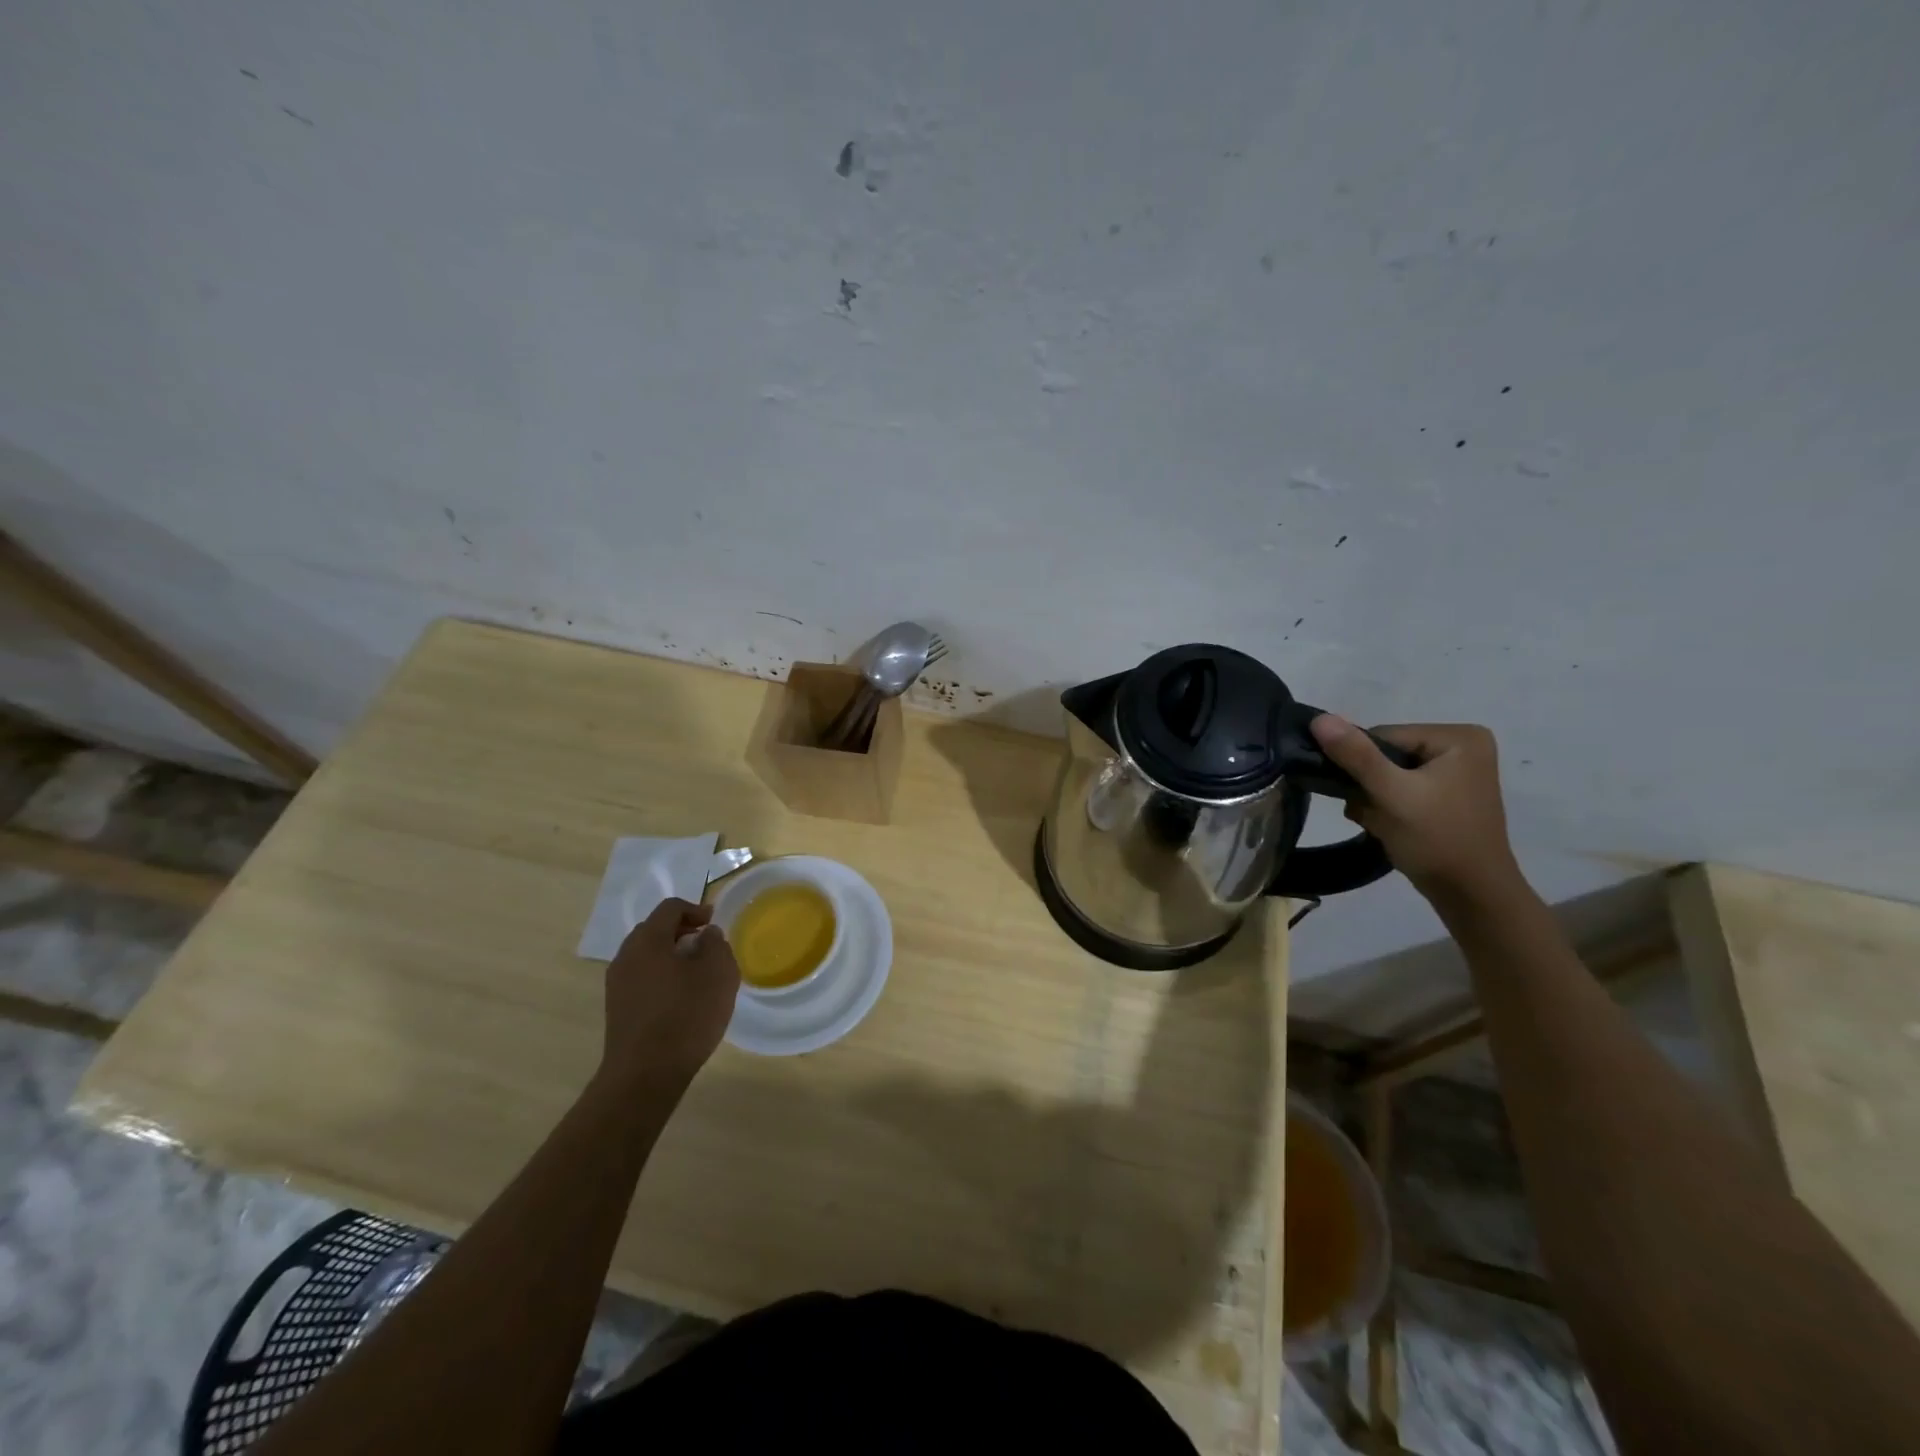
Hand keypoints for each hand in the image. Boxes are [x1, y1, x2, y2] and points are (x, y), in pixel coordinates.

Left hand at [599, 898, 739, 1090]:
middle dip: (682, 931)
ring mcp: (617, 984)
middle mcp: (626, 956)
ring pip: (647, 956)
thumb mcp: (718, 973)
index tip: (715, 923)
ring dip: (671, 956)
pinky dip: (662, 977)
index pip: (670, 908)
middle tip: (707, 945)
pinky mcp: (618, 1009)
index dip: (696, 909)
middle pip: (654, 930)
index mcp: (647, 940)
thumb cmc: (686, 1015)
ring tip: (697, 974)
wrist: (645, 1075)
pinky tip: (681, 998)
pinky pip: (642, 978)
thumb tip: (706, 935)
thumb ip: (716, 944)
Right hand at [1308, 716, 1523, 902]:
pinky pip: (1401, 789)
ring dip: (1374, 800)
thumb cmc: (1437, 839)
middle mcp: (1462, 747)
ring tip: (1383, 825)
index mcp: (1458, 737)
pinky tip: (1390, 828)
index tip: (1366, 797)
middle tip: (1375, 815)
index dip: (1363, 766)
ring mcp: (1457, 773)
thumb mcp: (1391, 794)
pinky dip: (1388, 808)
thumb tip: (1319, 718)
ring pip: (1388, 774)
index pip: (1383, 736)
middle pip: (1385, 755)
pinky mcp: (1448, 796)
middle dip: (1370, 787)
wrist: (1471, 896)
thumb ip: (1355, 755)